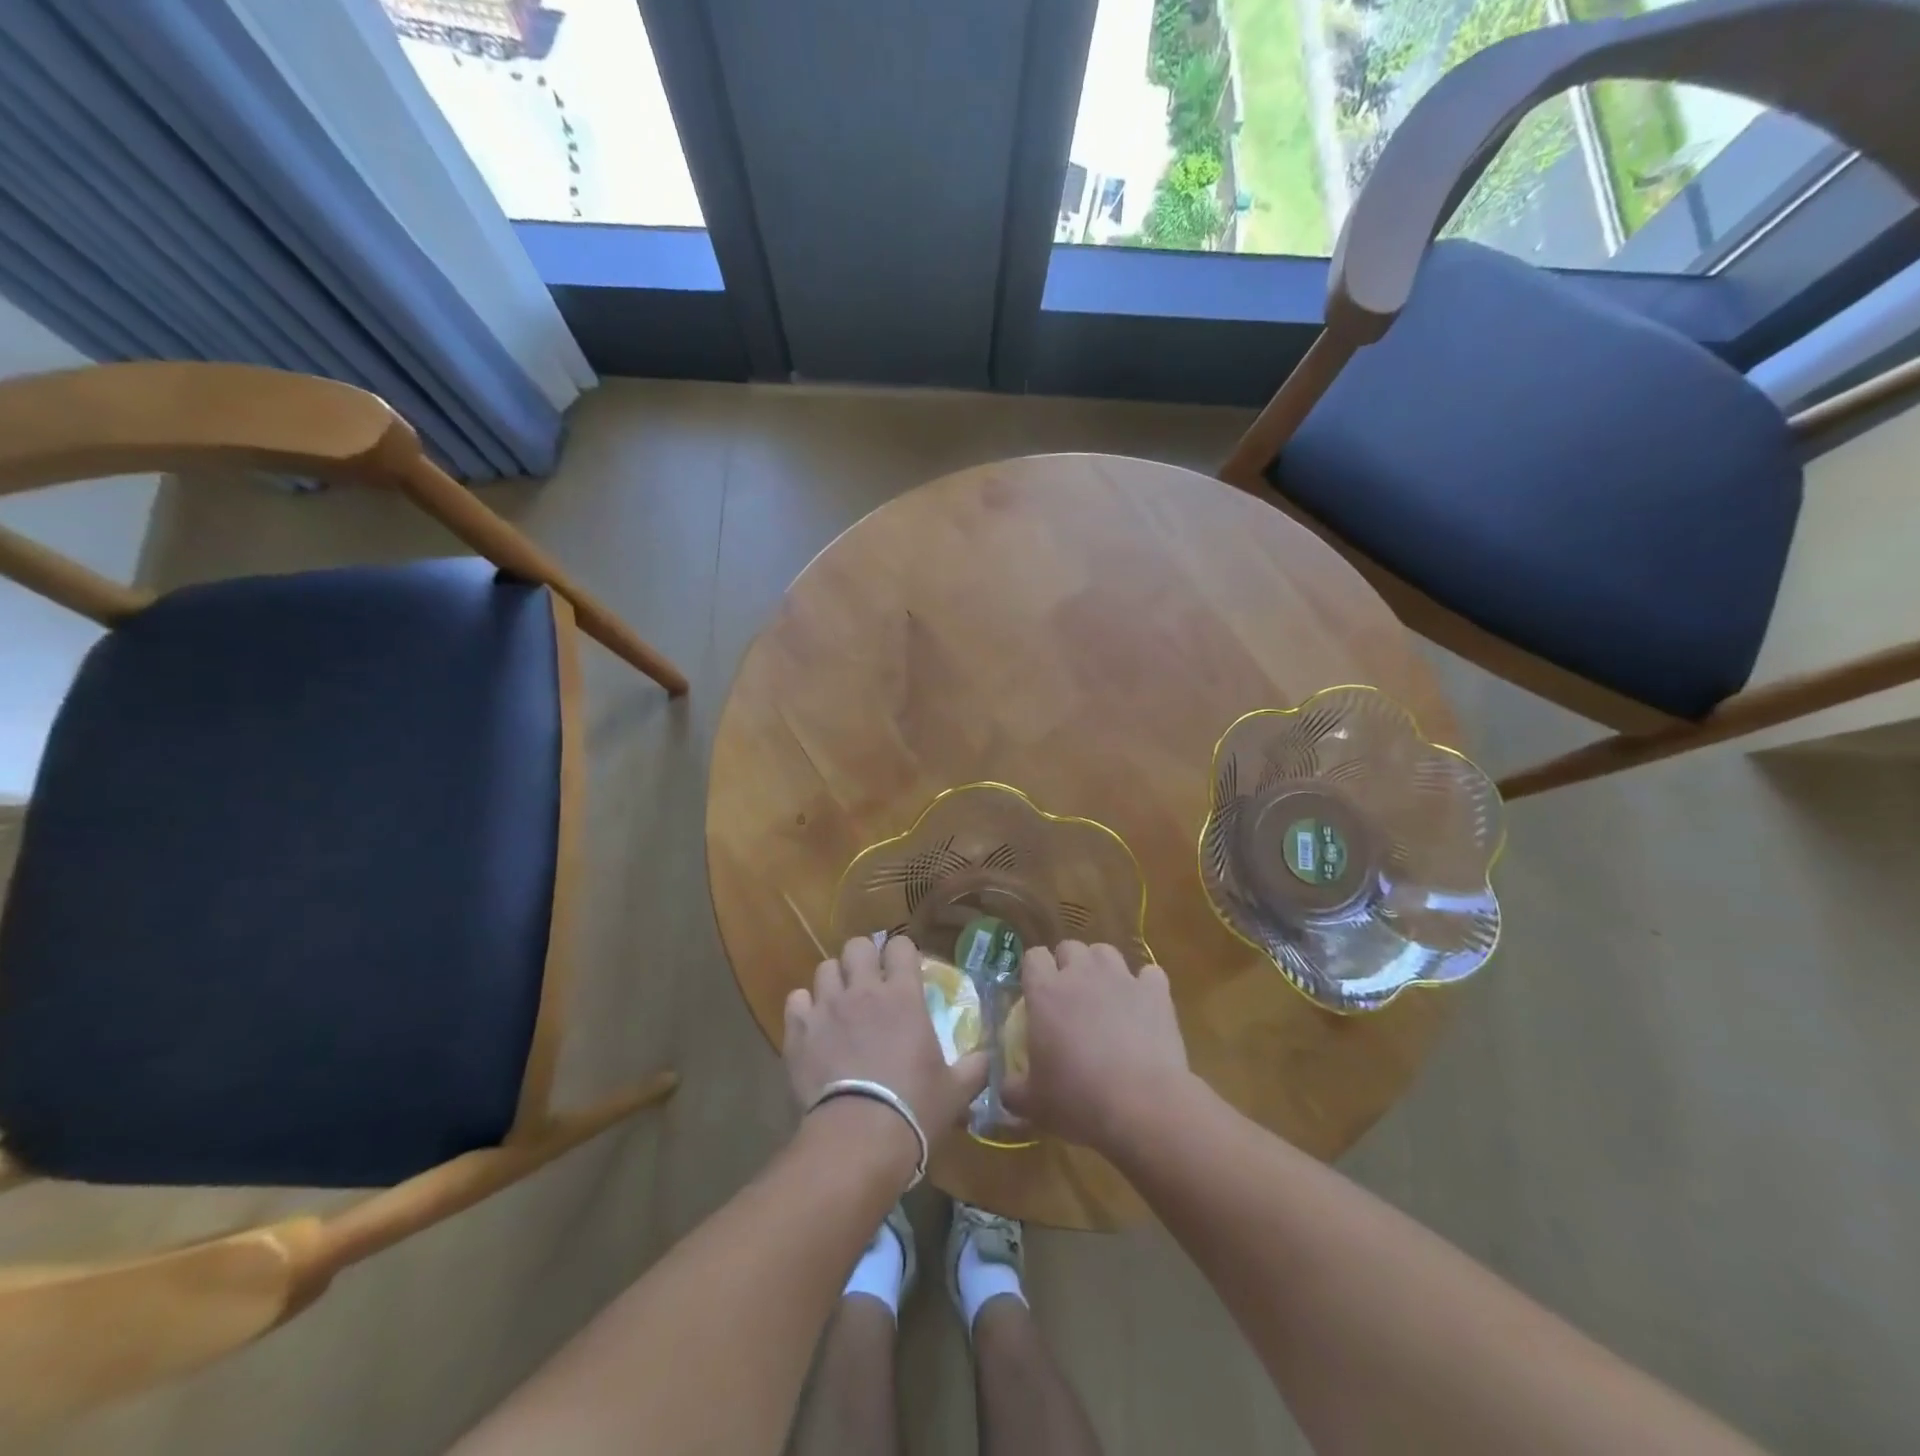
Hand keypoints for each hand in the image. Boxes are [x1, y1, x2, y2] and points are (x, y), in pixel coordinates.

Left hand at [784, 935, 988, 1141]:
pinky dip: (804, 1008)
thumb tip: (987, 1057)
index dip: (902, 954)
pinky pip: (796, 1000)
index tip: (904, 970)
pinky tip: (813, 1025)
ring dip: (834, 981)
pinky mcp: (799, 1030)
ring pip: (824, 968)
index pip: (900, 946)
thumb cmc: (914, 1107)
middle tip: (869, 982)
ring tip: (839, 1003)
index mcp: (904, 994)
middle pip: (857, 946)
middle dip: (863, 958)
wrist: (859, 1136)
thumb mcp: (955, 1090)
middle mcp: (863, 989)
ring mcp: (827, 1006)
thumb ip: (974, 1067)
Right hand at [1003, 941, 1190, 1153]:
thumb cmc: (1078, 1100)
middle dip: (1068, 965)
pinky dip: (1145, 986)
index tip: (1036, 994)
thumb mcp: (1033, 1103)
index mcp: (1045, 992)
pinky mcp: (1155, 991)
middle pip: (1070, 947)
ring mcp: (1121, 978)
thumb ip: (1012, 1089)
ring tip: (1105, 995)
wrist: (1142, 1105)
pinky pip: (1149, 974)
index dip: (1034, 971)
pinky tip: (1144, 1006)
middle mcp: (1081, 974)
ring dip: (1102, 968)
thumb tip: (1005, 1088)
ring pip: (1106, 952)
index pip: (1033, 956)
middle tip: (1070, 997)